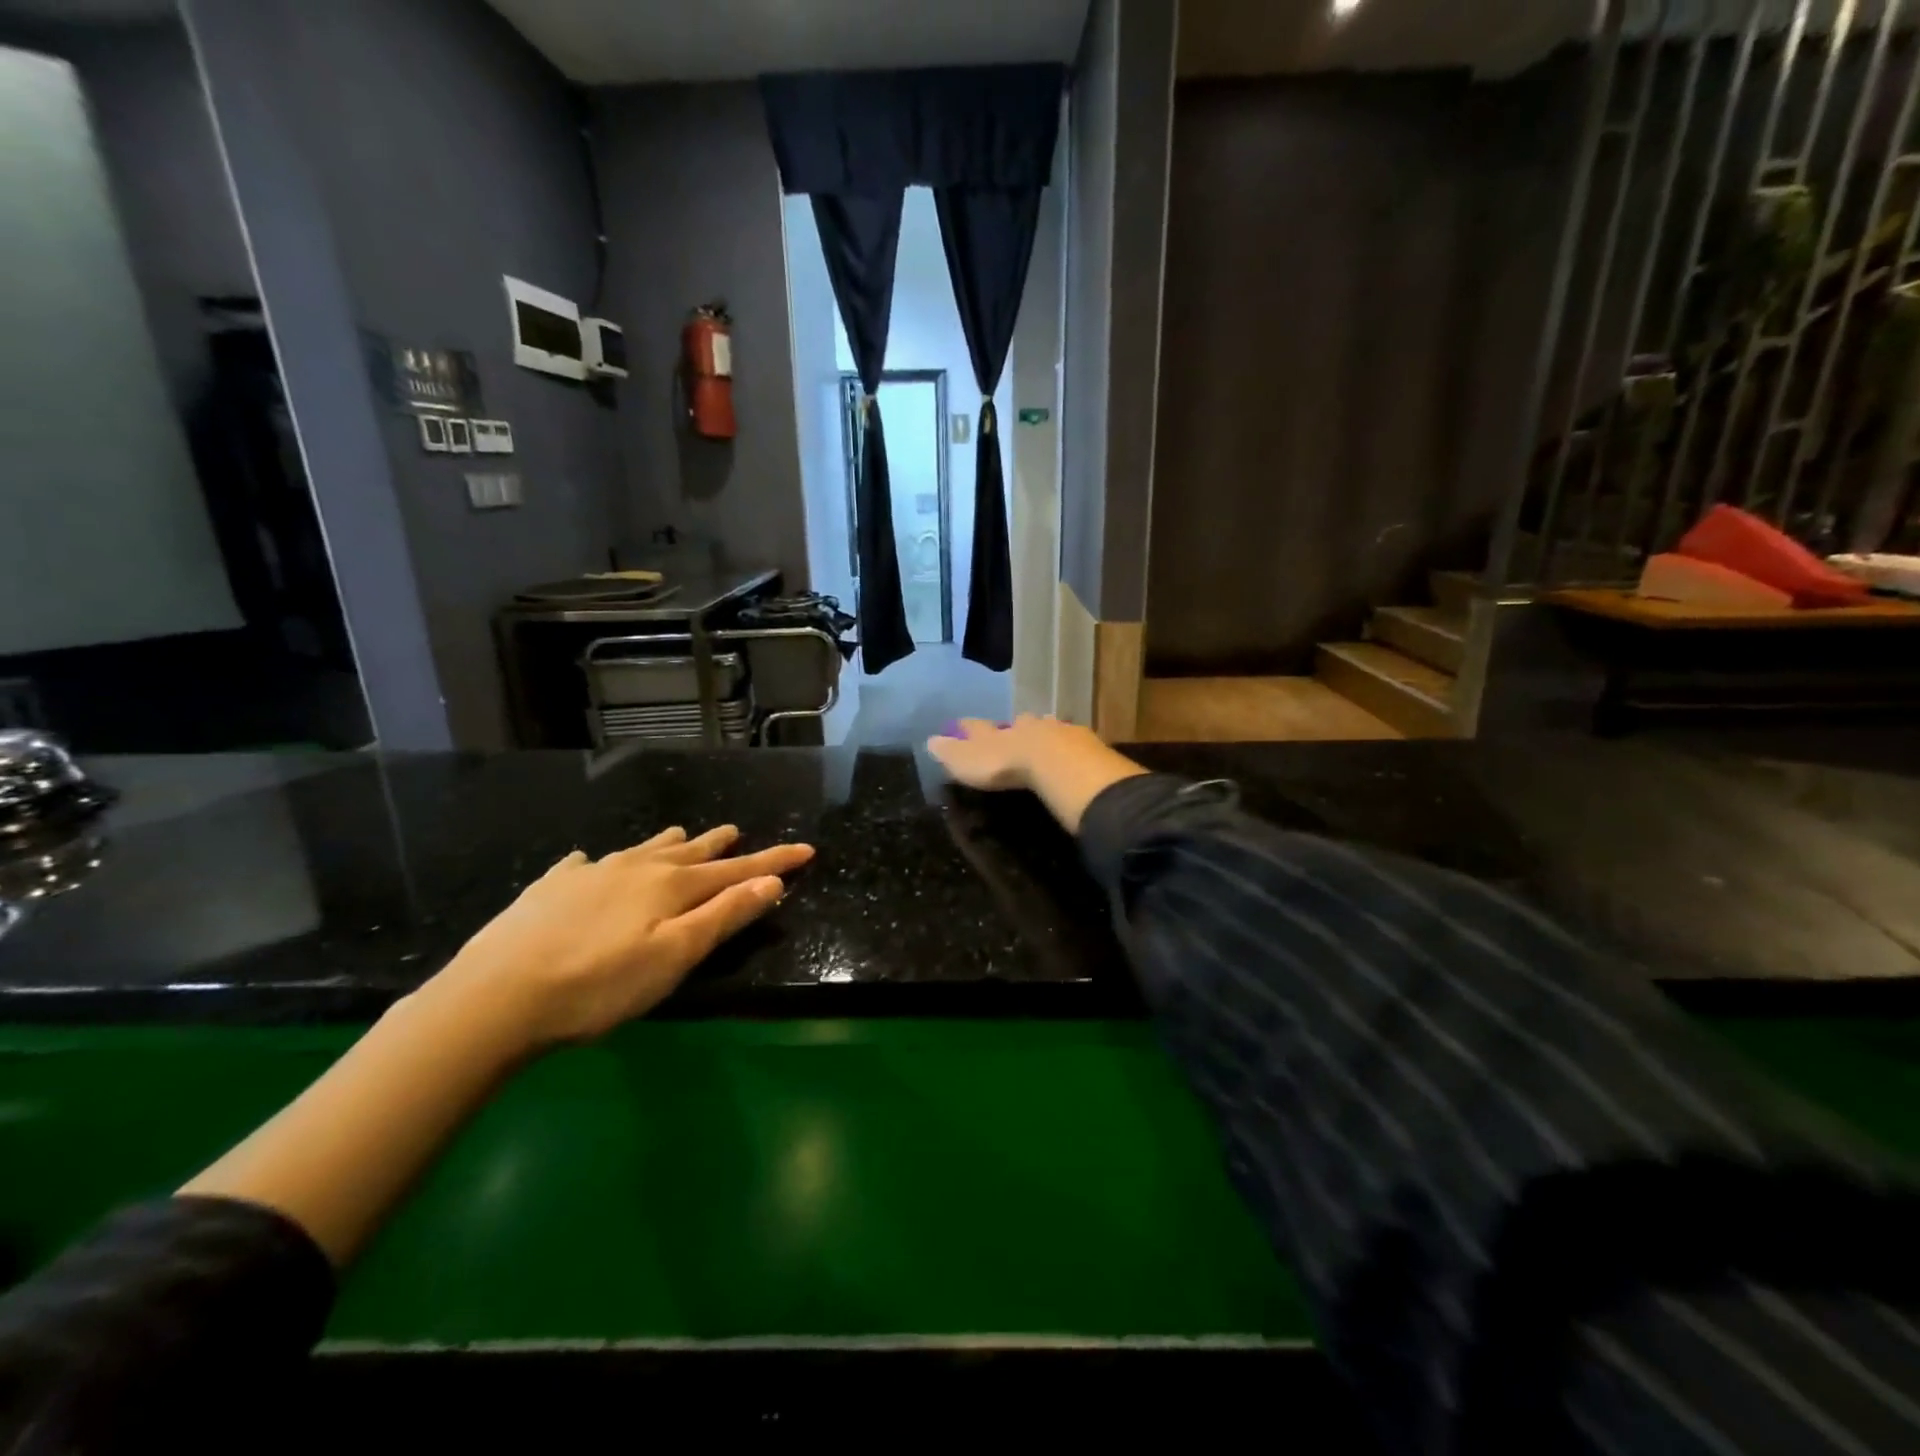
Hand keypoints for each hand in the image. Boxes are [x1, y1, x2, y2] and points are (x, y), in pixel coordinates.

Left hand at [437, 825, 813, 1046]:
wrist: (495, 998)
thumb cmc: (599, 985)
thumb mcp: (675, 956)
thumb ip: (725, 916)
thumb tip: (773, 881)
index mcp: (671, 886)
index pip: (736, 869)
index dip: (774, 861)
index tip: (806, 849)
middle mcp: (635, 869)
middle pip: (689, 852)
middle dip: (719, 844)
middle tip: (736, 830)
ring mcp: (589, 874)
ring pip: (641, 850)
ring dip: (668, 844)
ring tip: (680, 834)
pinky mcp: (549, 889)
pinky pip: (583, 865)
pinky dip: (599, 862)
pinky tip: (588, 863)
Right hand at [925, 715, 1101, 790]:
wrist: (1055, 762)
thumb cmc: (1005, 766)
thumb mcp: (968, 762)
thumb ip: (951, 752)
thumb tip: (929, 740)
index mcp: (994, 733)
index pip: (976, 727)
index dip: (967, 728)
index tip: (960, 725)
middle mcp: (1022, 726)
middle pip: (1016, 723)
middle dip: (1013, 727)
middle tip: (1012, 731)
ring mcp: (1054, 731)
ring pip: (1045, 728)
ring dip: (1042, 733)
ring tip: (1043, 740)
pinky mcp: (1081, 743)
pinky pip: (1071, 741)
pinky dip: (1067, 745)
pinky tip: (1071, 752)